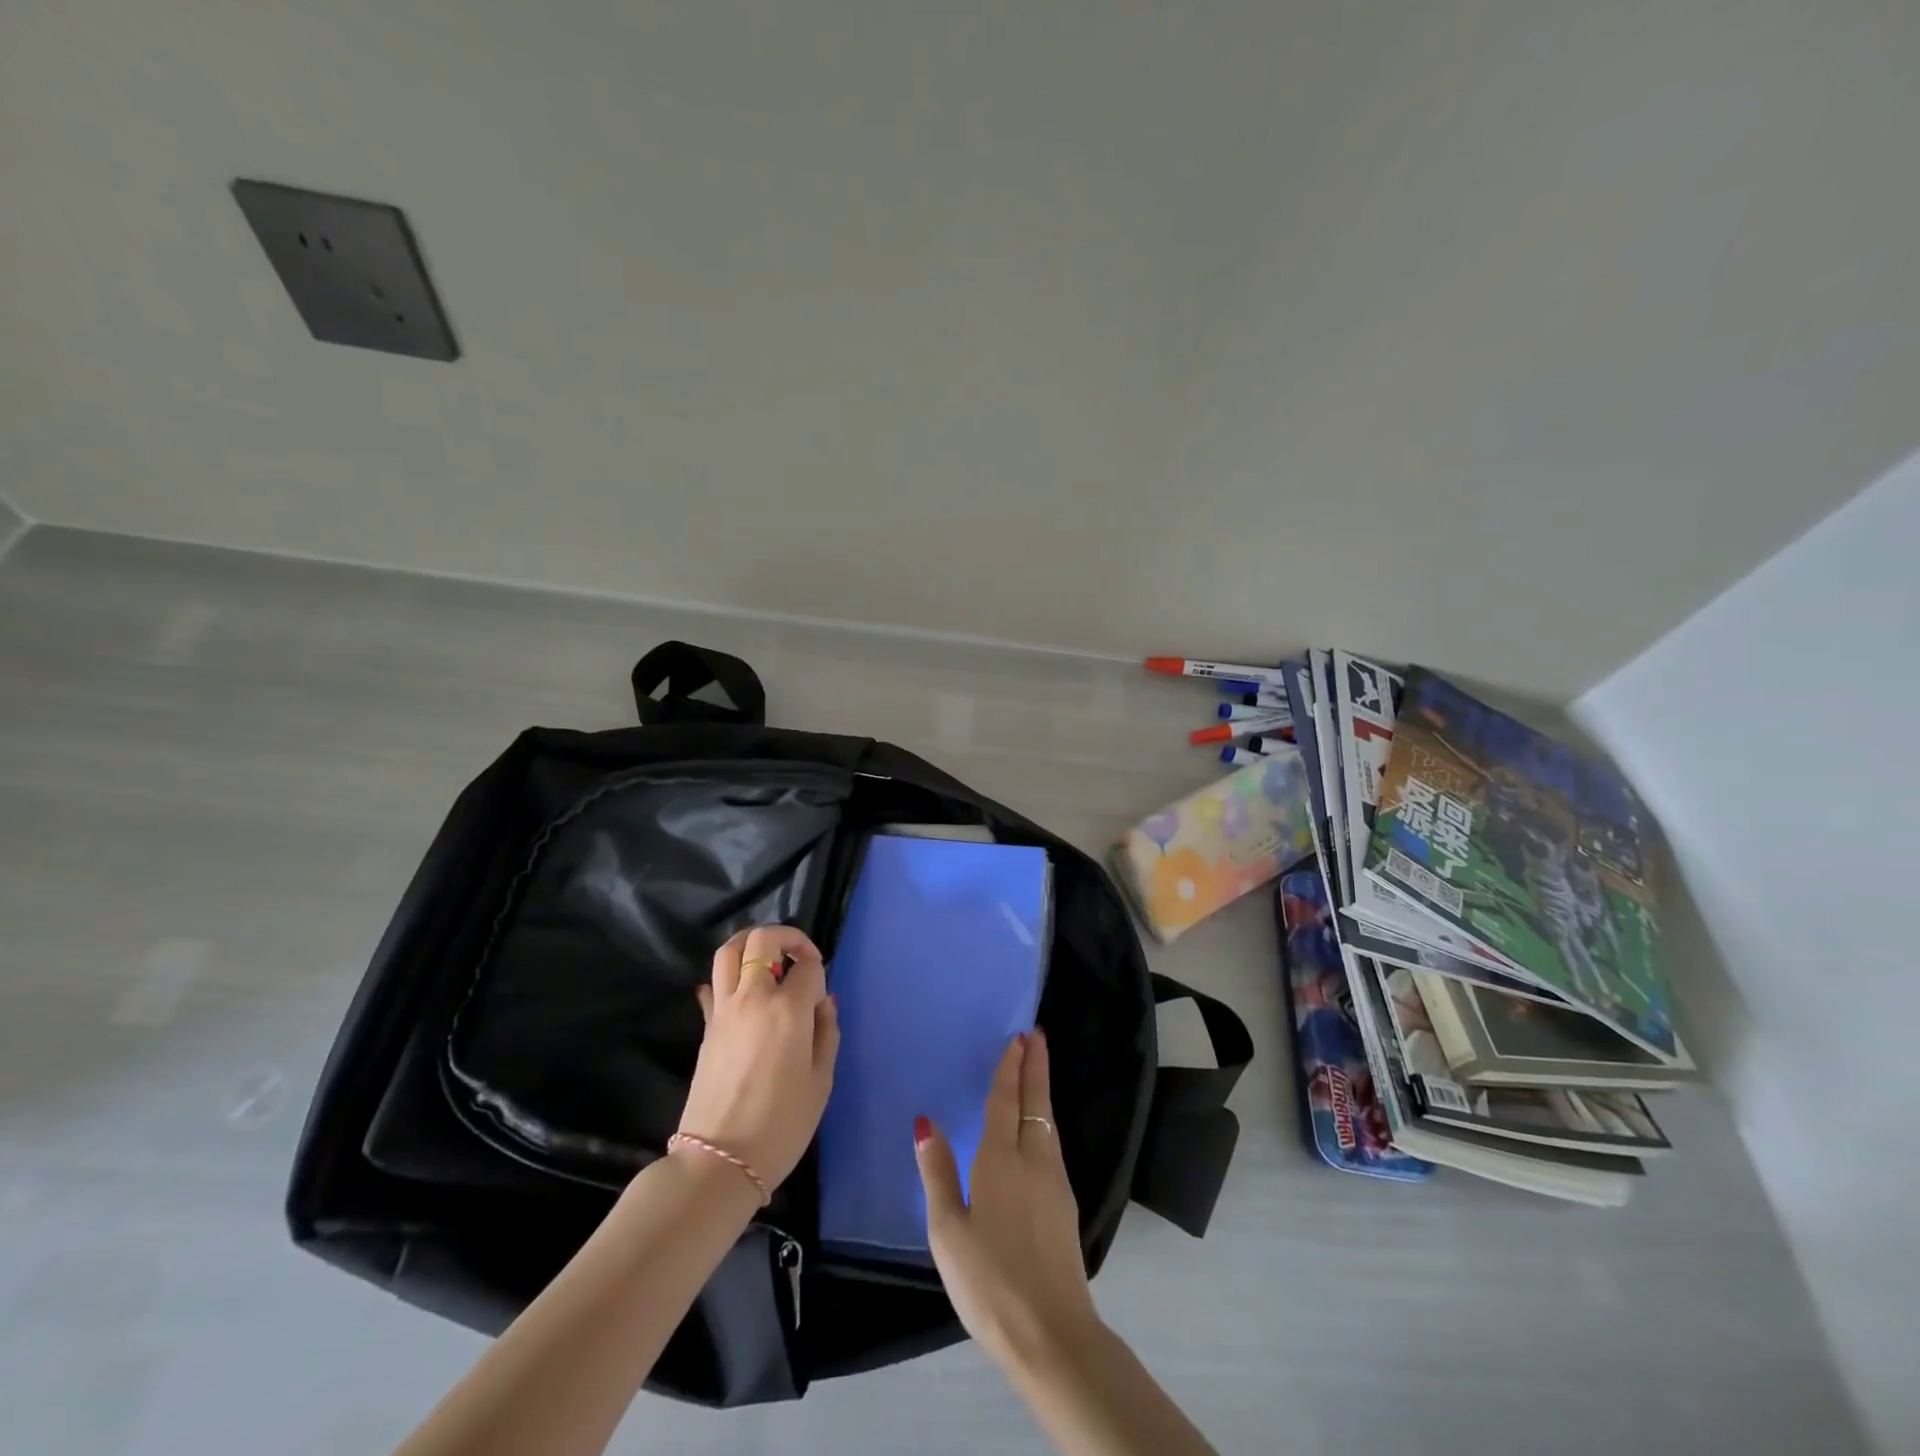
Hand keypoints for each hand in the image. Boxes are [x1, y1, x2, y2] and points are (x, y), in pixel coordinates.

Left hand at [677, 925, 838, 1191]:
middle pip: (762, 940)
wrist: (719, 1161)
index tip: (822, 995)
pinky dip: (728, 977)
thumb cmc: (781, 1125)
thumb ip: (827, 1032)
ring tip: (769, 959)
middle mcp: (753, 998)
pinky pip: (713, 985)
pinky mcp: (706, 1027)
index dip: (820, 971)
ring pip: (729, 951)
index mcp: (788, 1009)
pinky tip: (741, 991)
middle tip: (800, 956)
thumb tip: (824, 1002)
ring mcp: (724, 1010)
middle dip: (787, 937)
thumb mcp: (821, 1081)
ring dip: (751, 944)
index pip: (808, 966)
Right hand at [915, 1030, 1101, 1371]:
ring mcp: (1055, 1183)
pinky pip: (1053, 1145)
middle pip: (1035, 1102)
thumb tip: (926, 1123)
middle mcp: (1032, 1160)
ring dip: (1042, 1091)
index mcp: (999, 1161)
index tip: (1019, 1038)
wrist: (1052, 1333)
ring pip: (1048, 1122)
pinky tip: (1041, 1130)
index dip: (1010, 1069)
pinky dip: (1045, 1121)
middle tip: (1038, 1036)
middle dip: (1035, 1067)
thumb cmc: (988, 1281)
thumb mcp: (947, 1230)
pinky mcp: (1066, 1206)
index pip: (1004, 1101)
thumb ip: (937, 1173)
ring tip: (1038, 1071)